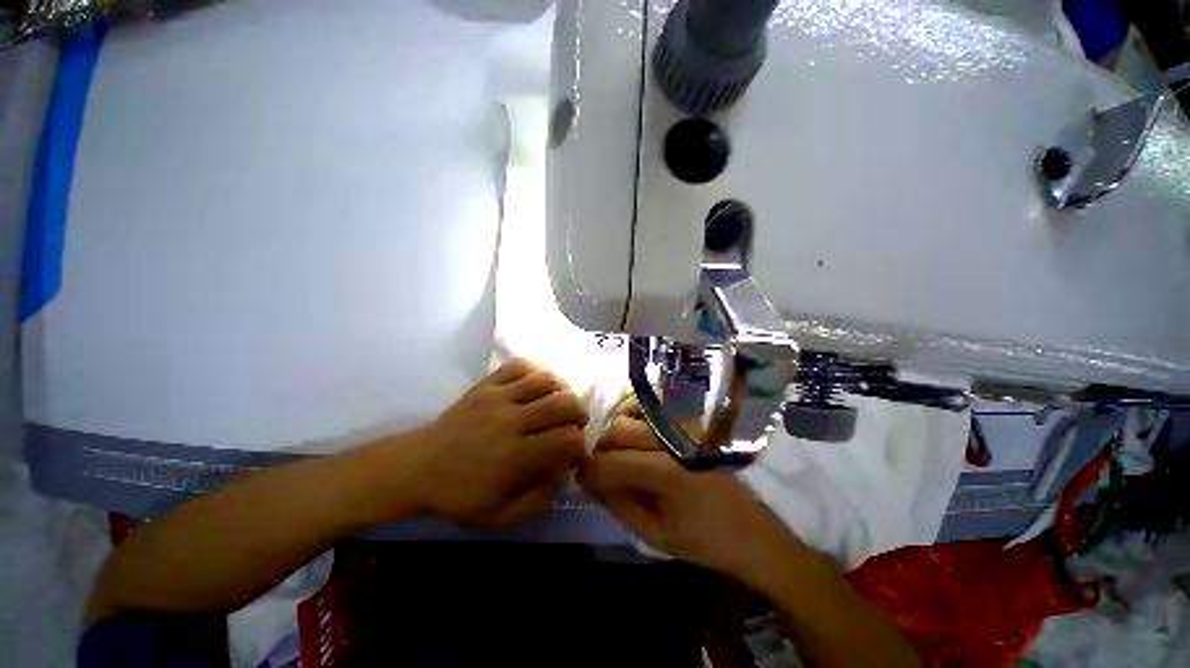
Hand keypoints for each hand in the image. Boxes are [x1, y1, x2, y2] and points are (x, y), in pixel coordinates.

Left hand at [410, 359, 587, 527]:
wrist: (416, 467)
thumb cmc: (458, 494)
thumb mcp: (499, 516)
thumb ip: (538, 501)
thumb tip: (562, 475)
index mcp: (516, 456)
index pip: (567, 439)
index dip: (580, 445)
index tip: (574, 452)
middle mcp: (512, 421)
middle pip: (563, 403)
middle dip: (579, 412)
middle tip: (575, 423)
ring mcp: (498, 397)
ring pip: (545, 380)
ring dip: (563, 389)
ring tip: (561, 400)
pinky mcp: (486, 384)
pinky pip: (520, 365)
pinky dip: (537, 370)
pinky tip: (539, 383)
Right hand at [579, 416, 797, 581]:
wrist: (751, 531)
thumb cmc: (703, 540)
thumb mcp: (653, 534)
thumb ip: (618, 503)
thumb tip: (589, 478)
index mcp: (667, 474)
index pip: (610, 461)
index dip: (589, 470)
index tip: (581, 478)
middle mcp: (673, 440)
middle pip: (618, 430)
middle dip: (598, 449)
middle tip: (597, 467)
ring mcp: (684, 425)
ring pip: (632, 411)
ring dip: (615, 429)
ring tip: (615, 450)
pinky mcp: (690, 420)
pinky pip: (652, 406)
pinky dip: (634, 414)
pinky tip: (634, 431)